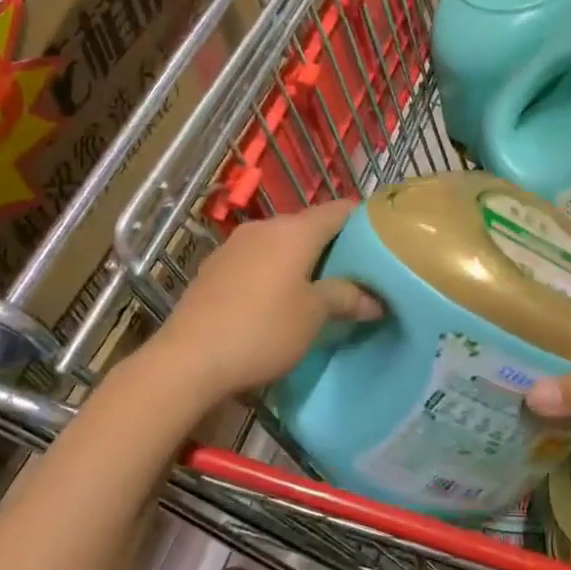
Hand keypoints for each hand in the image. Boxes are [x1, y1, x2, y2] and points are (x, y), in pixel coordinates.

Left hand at [151, 200, 381, 403]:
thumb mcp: (313, 316)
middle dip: (334, 245)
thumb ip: (347, 298)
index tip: (382, 242)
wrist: (188, 360)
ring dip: (302, 260)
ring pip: (281, 243)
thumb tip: (375, 299)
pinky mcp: (214, 267)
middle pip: (309, 226)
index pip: (339, 210)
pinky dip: (275, 270)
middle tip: (356, 273)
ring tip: (319, 288)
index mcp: (294, 231)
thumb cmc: (262, 330)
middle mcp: (264, 227)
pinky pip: (257, 259)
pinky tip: (277, 299)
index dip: (364, 221)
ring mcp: (235, 245)